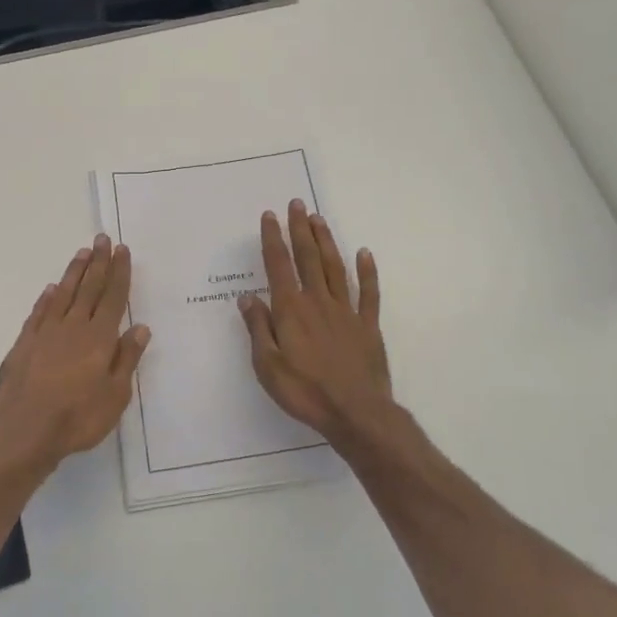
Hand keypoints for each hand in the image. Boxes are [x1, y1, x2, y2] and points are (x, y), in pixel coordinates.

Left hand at [0, 234, 150, 466]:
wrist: (24, 430)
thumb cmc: (77, 417)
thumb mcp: (115, 395)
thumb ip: (127, 359)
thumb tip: (140, 327)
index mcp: (99, 338)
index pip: (113, 297)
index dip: (119, 273)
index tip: (122, 250)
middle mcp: (74, 327)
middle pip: (89, 288)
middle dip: (98, 262)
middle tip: (102, 239)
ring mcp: (46, 333)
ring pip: (64, 294)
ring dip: (74, 272)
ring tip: (82, 253)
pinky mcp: (24, 343)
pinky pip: (39, 312)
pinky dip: (47, 298)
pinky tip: (51, 289)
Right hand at [238, 199, 394, 442]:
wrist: (355, 413)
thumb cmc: (305, 392)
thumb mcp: (267, 366)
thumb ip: (258, 328)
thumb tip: (248, 297)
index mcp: (291, 310)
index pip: (279, 266)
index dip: (272, 239)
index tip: (269, 216)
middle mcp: (318, 301)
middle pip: (308, 258)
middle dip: (300, 229)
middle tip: (296, 204)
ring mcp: (346, 311)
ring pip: (335, 268)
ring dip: (327, 241)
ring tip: (318, 219)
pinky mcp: (368, 326)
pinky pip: (369, 293)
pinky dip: (367, 271)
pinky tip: (364, 253)